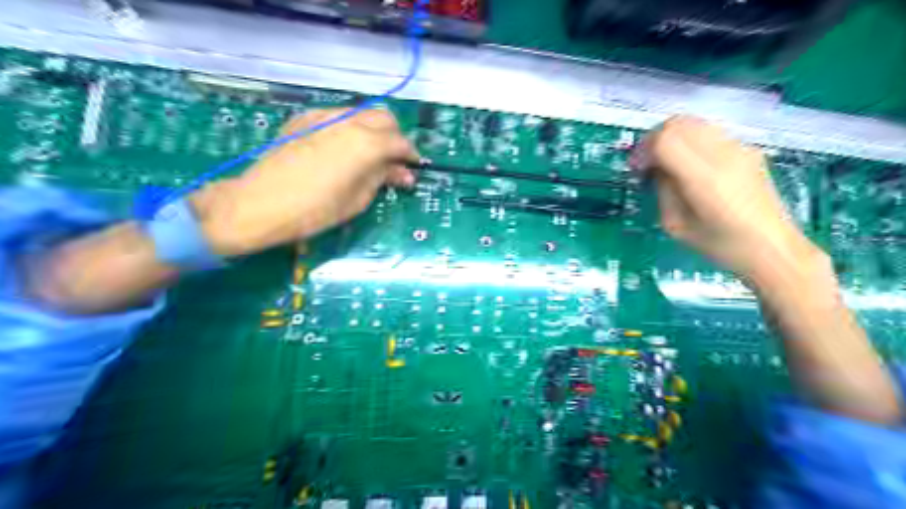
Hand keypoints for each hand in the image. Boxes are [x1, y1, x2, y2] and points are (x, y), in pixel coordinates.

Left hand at [192, 108, 417, 256]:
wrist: (259, 204)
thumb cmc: (314, 211)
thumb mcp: (357, 200)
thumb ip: (382, 179)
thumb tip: (403, 173)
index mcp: (366, 143)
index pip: (400, 142)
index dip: (411, 156)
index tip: (413, 168)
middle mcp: (348, 121)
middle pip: (384, 118)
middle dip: (394, 137)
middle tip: (393, 161)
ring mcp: (323, 116)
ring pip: (361, 113)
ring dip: (373, 130)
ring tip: (369, 155)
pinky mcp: (304, 119)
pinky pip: (337, 117)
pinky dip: (349, 128)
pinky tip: (342, 149)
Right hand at [633, 115, 826, 285]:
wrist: (772, 248)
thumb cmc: (720, 246)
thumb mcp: (675, 225)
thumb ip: (663, 191)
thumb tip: (657, 170)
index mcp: (704, 179)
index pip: (666, 139)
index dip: (644, 149)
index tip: (637, 169)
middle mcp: (724, 155)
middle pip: (678, 123)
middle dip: (654, 138)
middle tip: (647, 163)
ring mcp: (740, 148)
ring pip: (694, 122)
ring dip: (672, 137)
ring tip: (667, 162)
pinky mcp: (748, 149)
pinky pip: (710, 132)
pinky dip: (690, 140)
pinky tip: (690, 165)